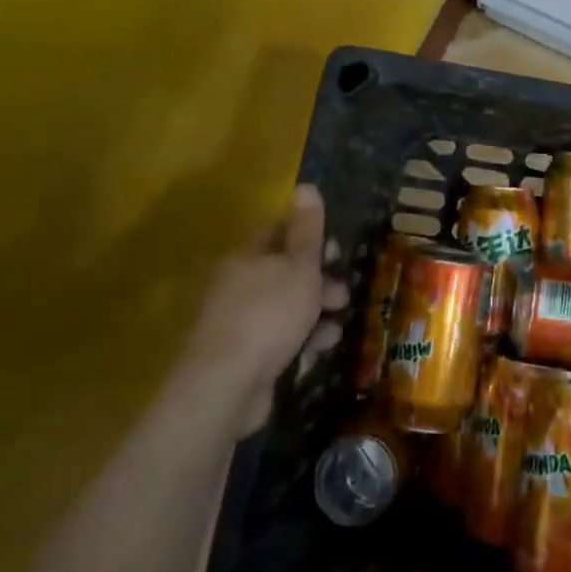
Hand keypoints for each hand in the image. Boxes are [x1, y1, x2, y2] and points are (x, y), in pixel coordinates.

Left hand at [180, 184, 348, 435]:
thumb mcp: (299, 266)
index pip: (278, 233)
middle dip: (319, 282)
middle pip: (284, 273)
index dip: (309, 237)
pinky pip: (277, 340)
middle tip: (344, 294)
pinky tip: (319, 349)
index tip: (335, 251)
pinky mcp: (241, 358)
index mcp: (247, 257)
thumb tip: (305, 186)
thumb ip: (307, 230)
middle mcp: (236, 285)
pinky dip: (300, 341)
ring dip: (314, 314)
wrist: (226, 385)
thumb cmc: (269, 314)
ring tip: (337, 327)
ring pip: (283, 308)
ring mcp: (235, 323)